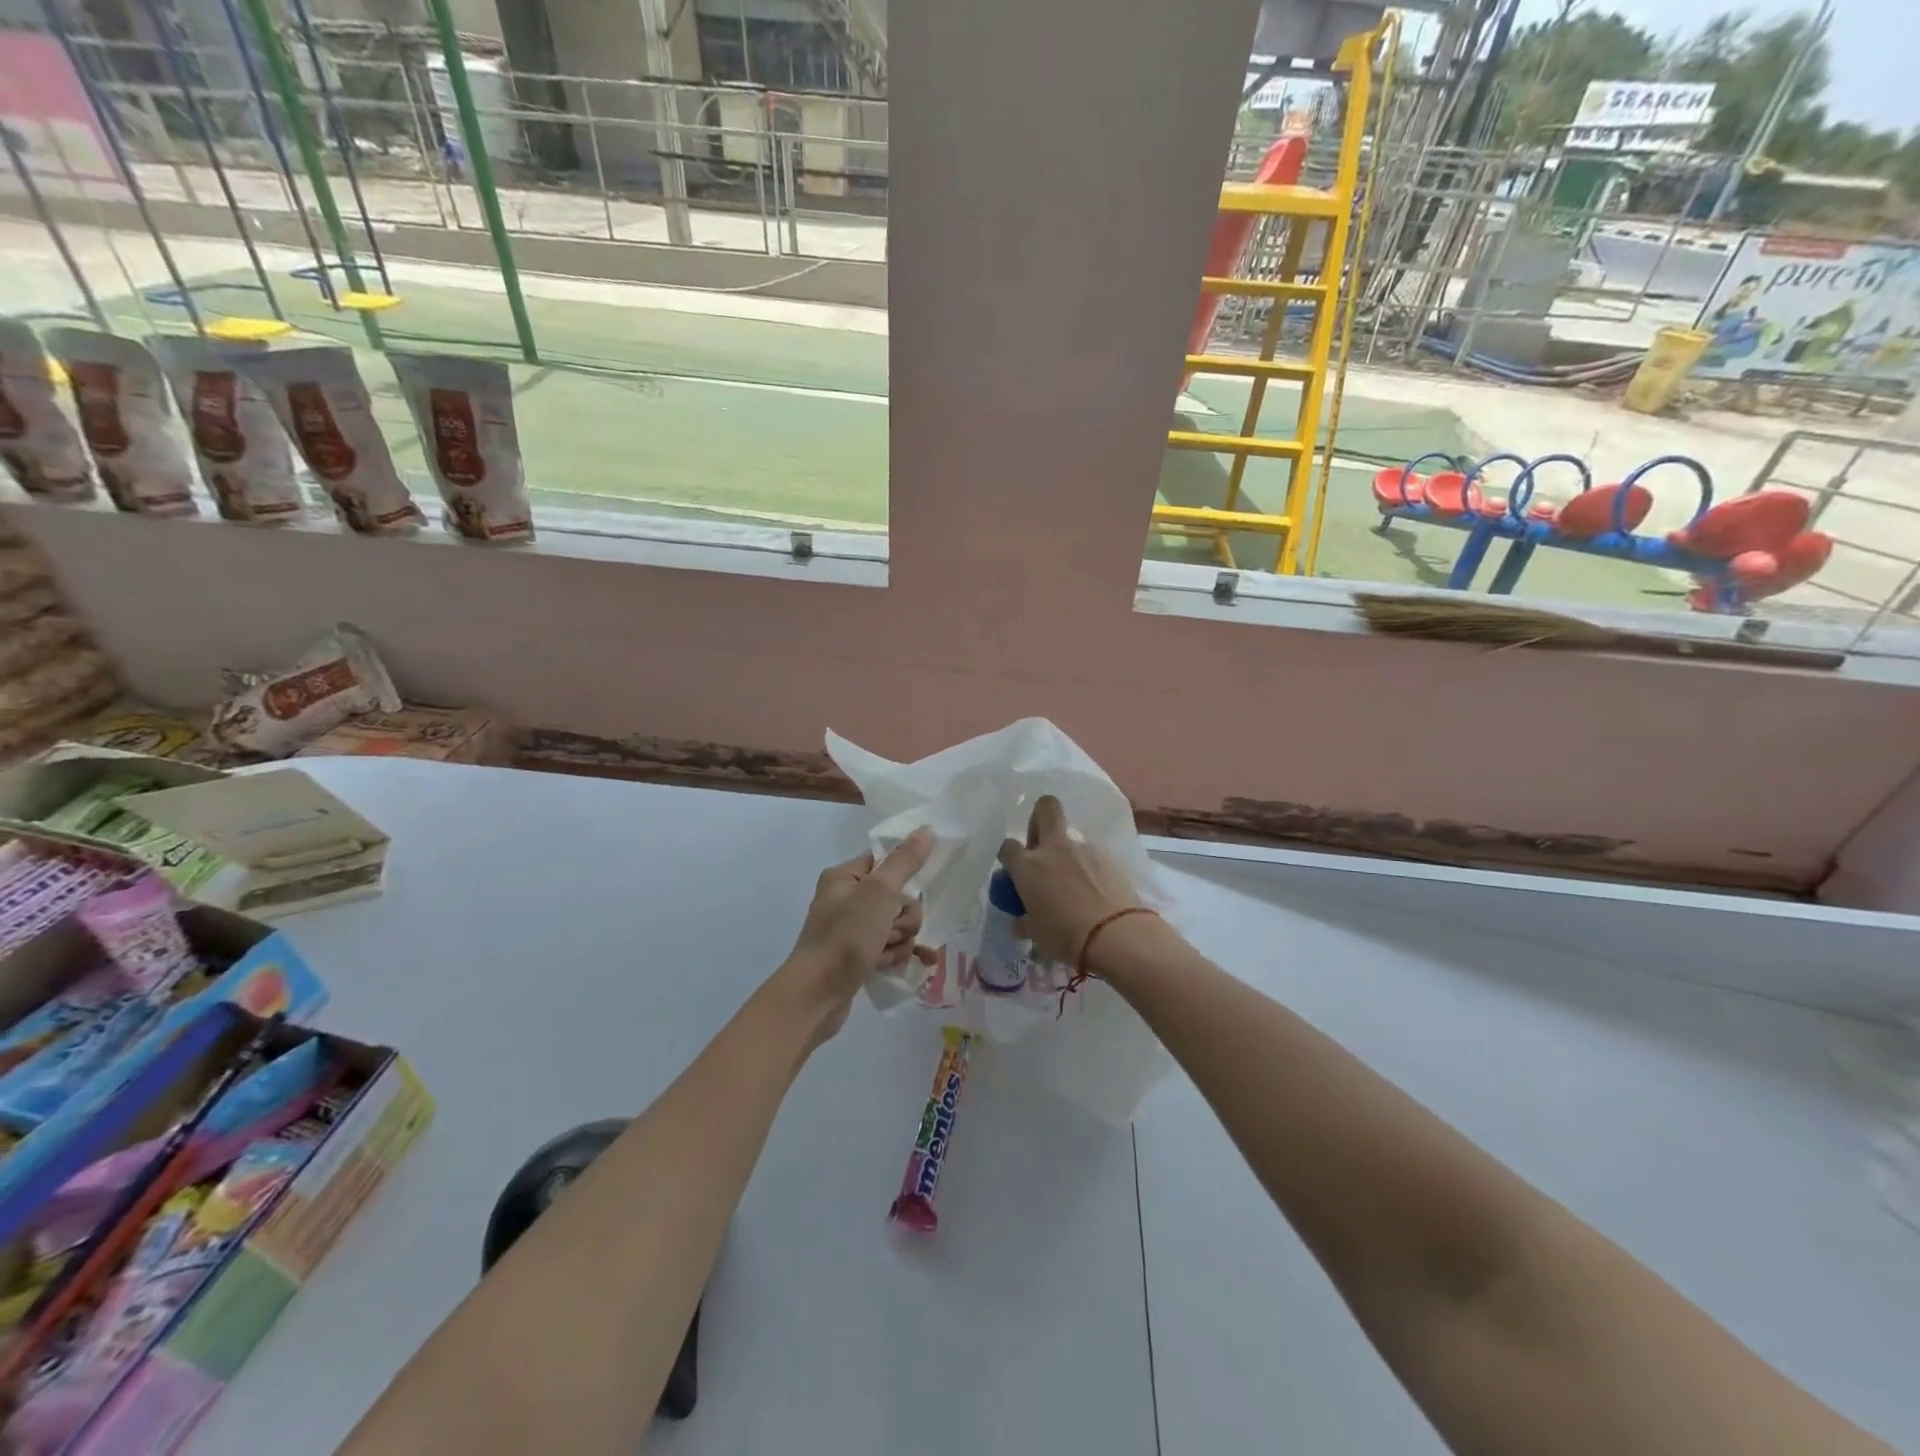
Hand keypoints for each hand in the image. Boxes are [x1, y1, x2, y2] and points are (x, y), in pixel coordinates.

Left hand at [782, 828, 936, 1041]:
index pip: (886, 862)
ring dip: (900, 940)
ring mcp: (851, 930)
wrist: (816, 996)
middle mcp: (846, 899)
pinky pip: (890, 947)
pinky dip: (898, 955)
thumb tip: (926, 829)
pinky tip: (910, 964)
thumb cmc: (845, 937)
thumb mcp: (879, 893)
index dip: (903, 877)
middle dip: (903, 917)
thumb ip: (905, 861)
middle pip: (897, 896)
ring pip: (897, 924)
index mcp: (845, 877)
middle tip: (890, 930)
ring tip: (885, 954)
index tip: (906, 894)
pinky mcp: (857, 956)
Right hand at [998, 796, 1138, 965]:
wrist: (1116, 935)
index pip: (1008, 846)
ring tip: (1076, 886)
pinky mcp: (1110, 858)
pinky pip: (1093, 857)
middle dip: (1039, 819)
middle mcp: (1055, 848)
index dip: (1009, 856)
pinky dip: (1090, 869)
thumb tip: (1020, 920)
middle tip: (1041, 846)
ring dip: (1068, 855)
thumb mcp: (1036, 933)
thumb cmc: (1066, 936)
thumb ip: (1024, 920)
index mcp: (1028, 865)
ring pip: (1071, 839)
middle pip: (1045, 808)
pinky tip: (1096, 893)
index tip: (1014, 871)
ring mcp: (1085, 849)